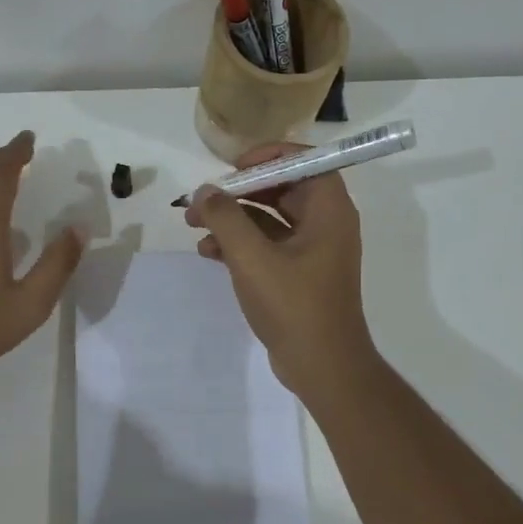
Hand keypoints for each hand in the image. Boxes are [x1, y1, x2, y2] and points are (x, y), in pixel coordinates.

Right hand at [184, 142, 375, 398]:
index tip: (231, 168)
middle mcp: (325, 223)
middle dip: (238, 192)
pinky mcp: (298, 274)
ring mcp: (312, 251)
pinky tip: (208, 254)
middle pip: (280, 188)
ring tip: (193, 227)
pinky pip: (267, 246)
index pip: (302, 161)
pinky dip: (239, 245)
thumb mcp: (252, 258)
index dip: (266, 157)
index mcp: (328, 210)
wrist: (322, 366)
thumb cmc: (293, 305)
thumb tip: (205, 191)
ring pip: (269, 219)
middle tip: (201, 200)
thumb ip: (225, 218)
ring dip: (232, 220)